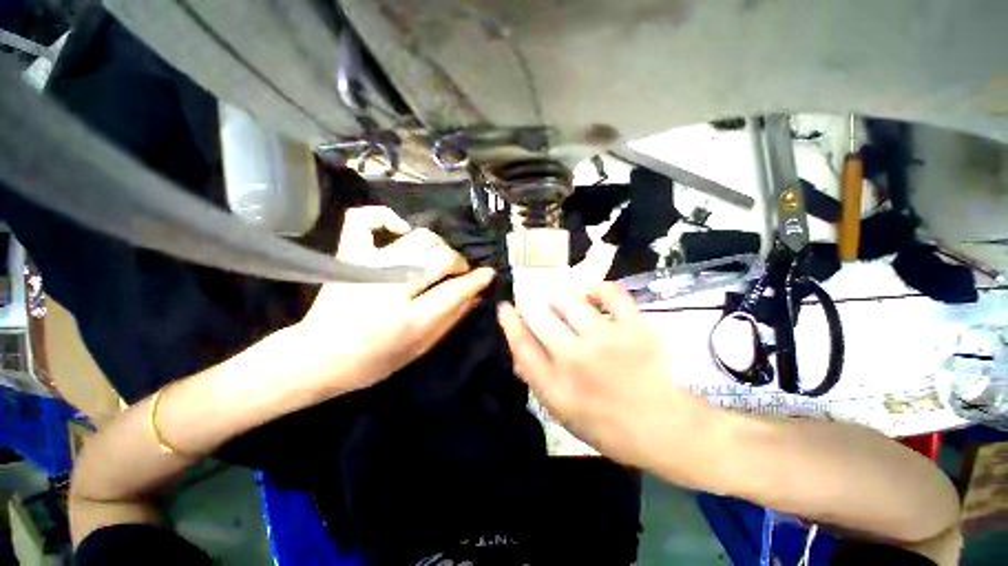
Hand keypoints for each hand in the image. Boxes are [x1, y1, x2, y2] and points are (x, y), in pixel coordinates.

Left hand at [289, 207, 495, 396]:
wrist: (315, 357)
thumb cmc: (371, 363)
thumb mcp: (418, 350)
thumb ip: (450, 320)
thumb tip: (475, 296)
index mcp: (408, 321)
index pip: (454, 291)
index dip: (476, 279)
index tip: (488, 273)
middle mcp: (389, 289)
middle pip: (439, 258)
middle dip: (458, 262)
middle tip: (460, 271)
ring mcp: (366, 267)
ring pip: (417, 238)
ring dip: (437, 246)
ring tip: (437, 258)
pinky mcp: (348, 256)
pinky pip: (365, 220)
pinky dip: (386, 217)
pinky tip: (401, 230)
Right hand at [497, 283, 695, 466]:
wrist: (661, 427)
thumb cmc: (605, 424)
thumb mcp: (561, 411)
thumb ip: (536, 378)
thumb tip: (518, 347)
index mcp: (554, 385)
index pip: (520, 343)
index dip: (508, 321)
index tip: (504, 306)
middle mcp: (574, 359)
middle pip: (538, 316)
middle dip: (531, 305)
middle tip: (536, 304)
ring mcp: (605, 339)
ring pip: (568, 299)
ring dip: (560, 298)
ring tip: (564, 304)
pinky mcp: (633, 327)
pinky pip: (610, 293)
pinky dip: (599, 290)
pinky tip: (595, 297)